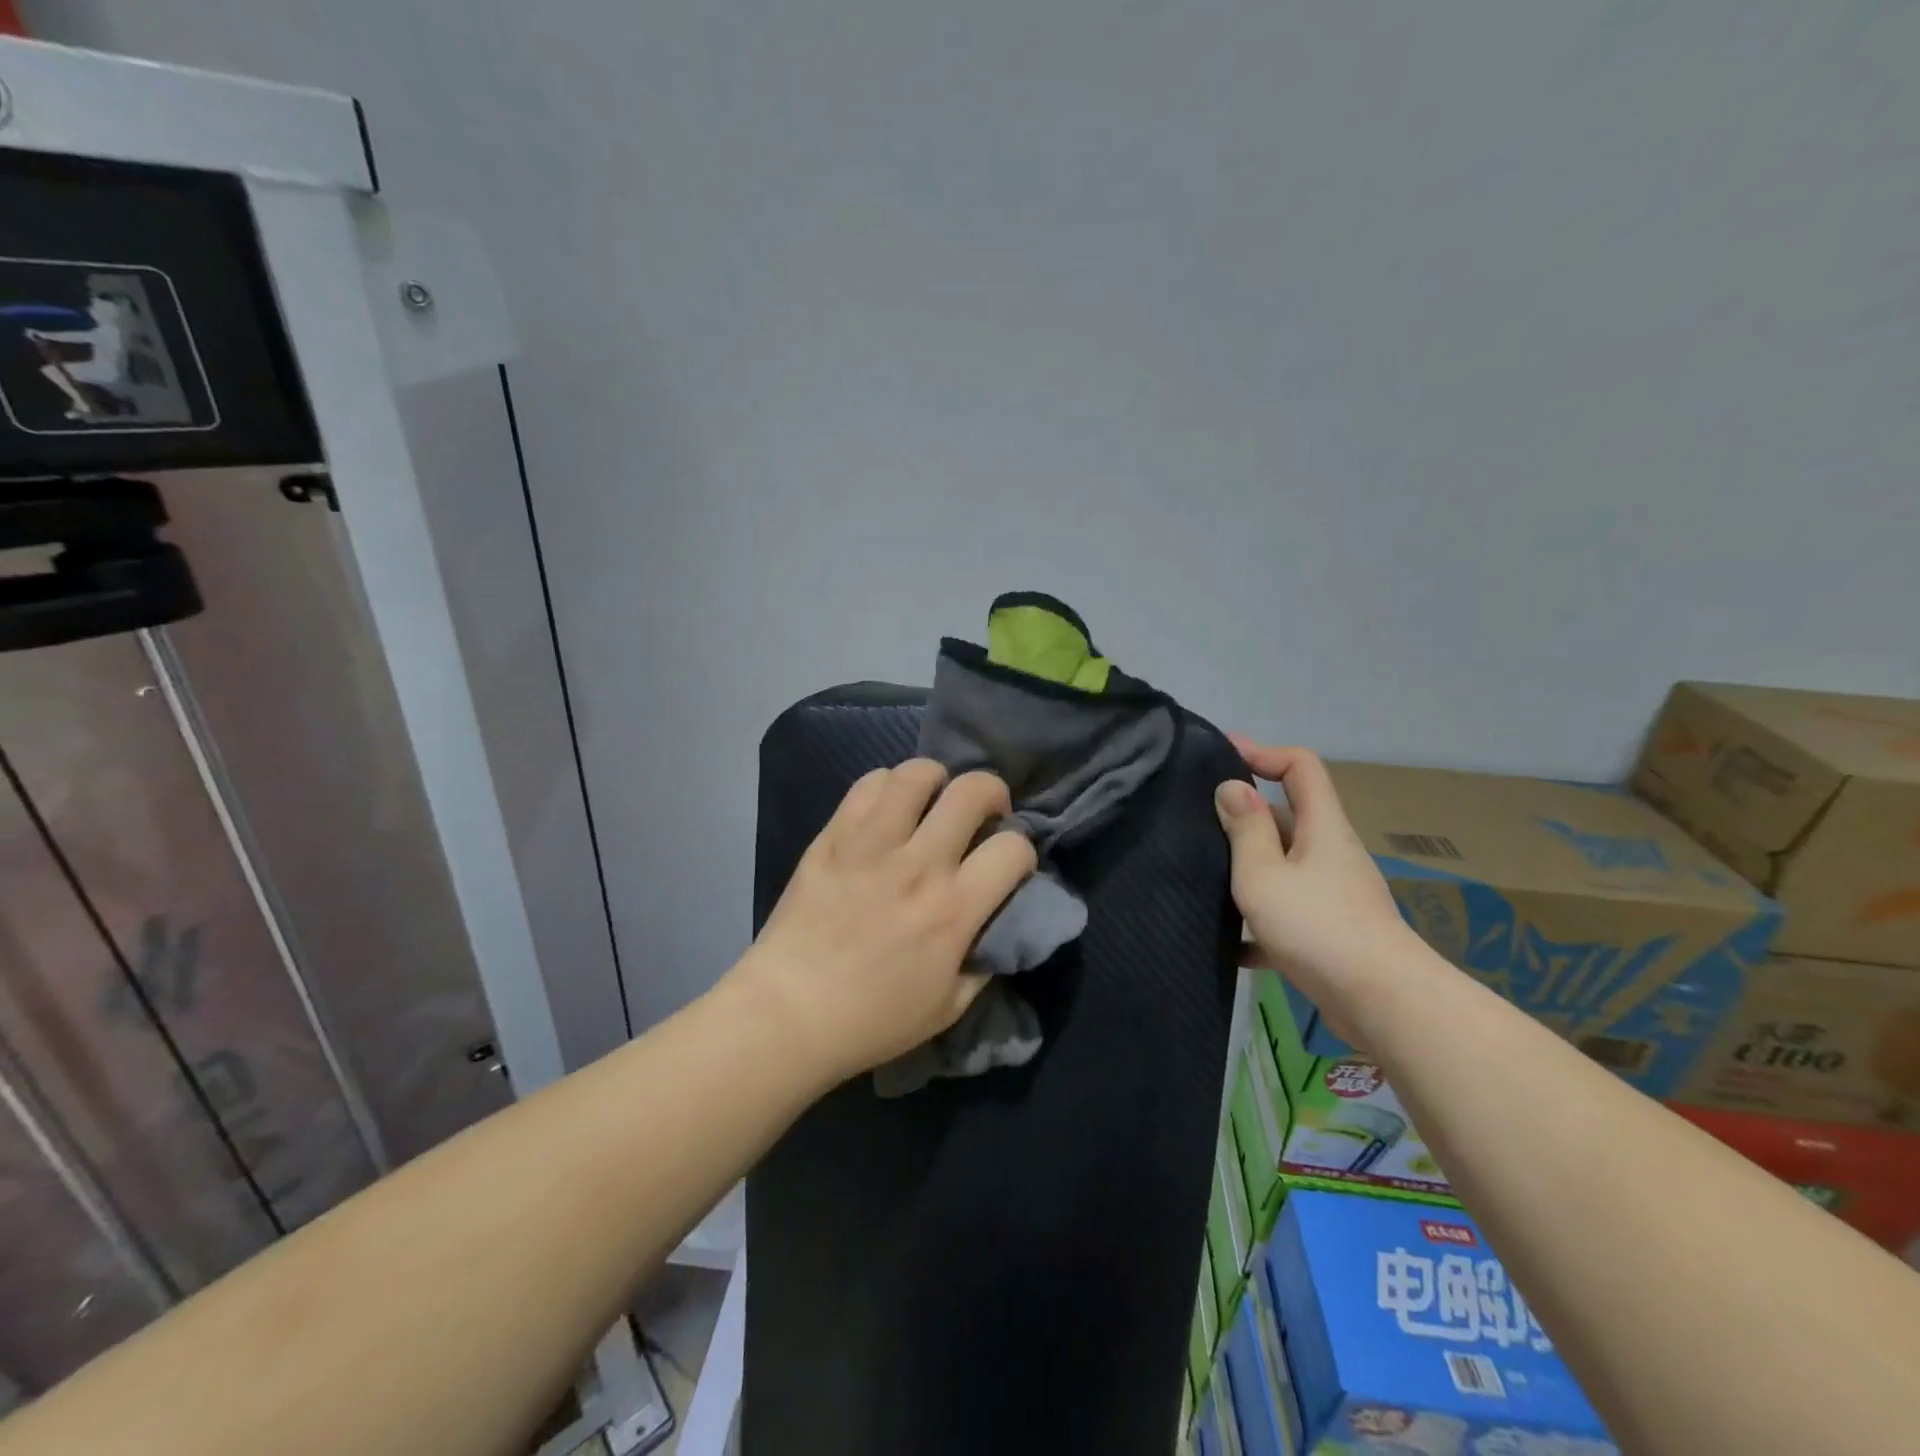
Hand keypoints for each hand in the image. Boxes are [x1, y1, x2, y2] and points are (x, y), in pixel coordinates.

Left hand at [734, 760, 1037, 1085]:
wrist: (789, 1012)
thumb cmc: (872, 1019)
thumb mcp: (949, 1007)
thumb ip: (984, 961)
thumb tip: (998, 924)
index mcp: (953, 909)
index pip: (1013, 848)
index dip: (1022, 852)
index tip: (1008, 866)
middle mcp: (918, 864)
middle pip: (973, 791)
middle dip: (991, 794)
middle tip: (983, 815)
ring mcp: (871, 844)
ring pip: (917, 774)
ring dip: (938, 780)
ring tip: (933, 801)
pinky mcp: (833, 836)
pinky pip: (868, 785)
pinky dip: (888, 787)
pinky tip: (889, 810)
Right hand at [1215, 740, 1417, 1038]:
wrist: (1382, 1003)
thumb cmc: (1317, 927)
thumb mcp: (1265, 874)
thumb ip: (1246, 829)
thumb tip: (1232, 786)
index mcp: (1321, 827)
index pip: (1300, 766)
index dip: (1263, 752)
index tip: (1222, 756)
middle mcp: (1331, 852)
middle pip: (1288, 815)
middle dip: (1244, 815)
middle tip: (1196, 824)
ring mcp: (1334, 893)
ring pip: (1284, 865)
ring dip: (1247, 868)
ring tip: (1202, 879)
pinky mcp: (1331, 931)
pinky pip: (1288, 911)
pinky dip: (1260, 919)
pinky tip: (1230, 943)